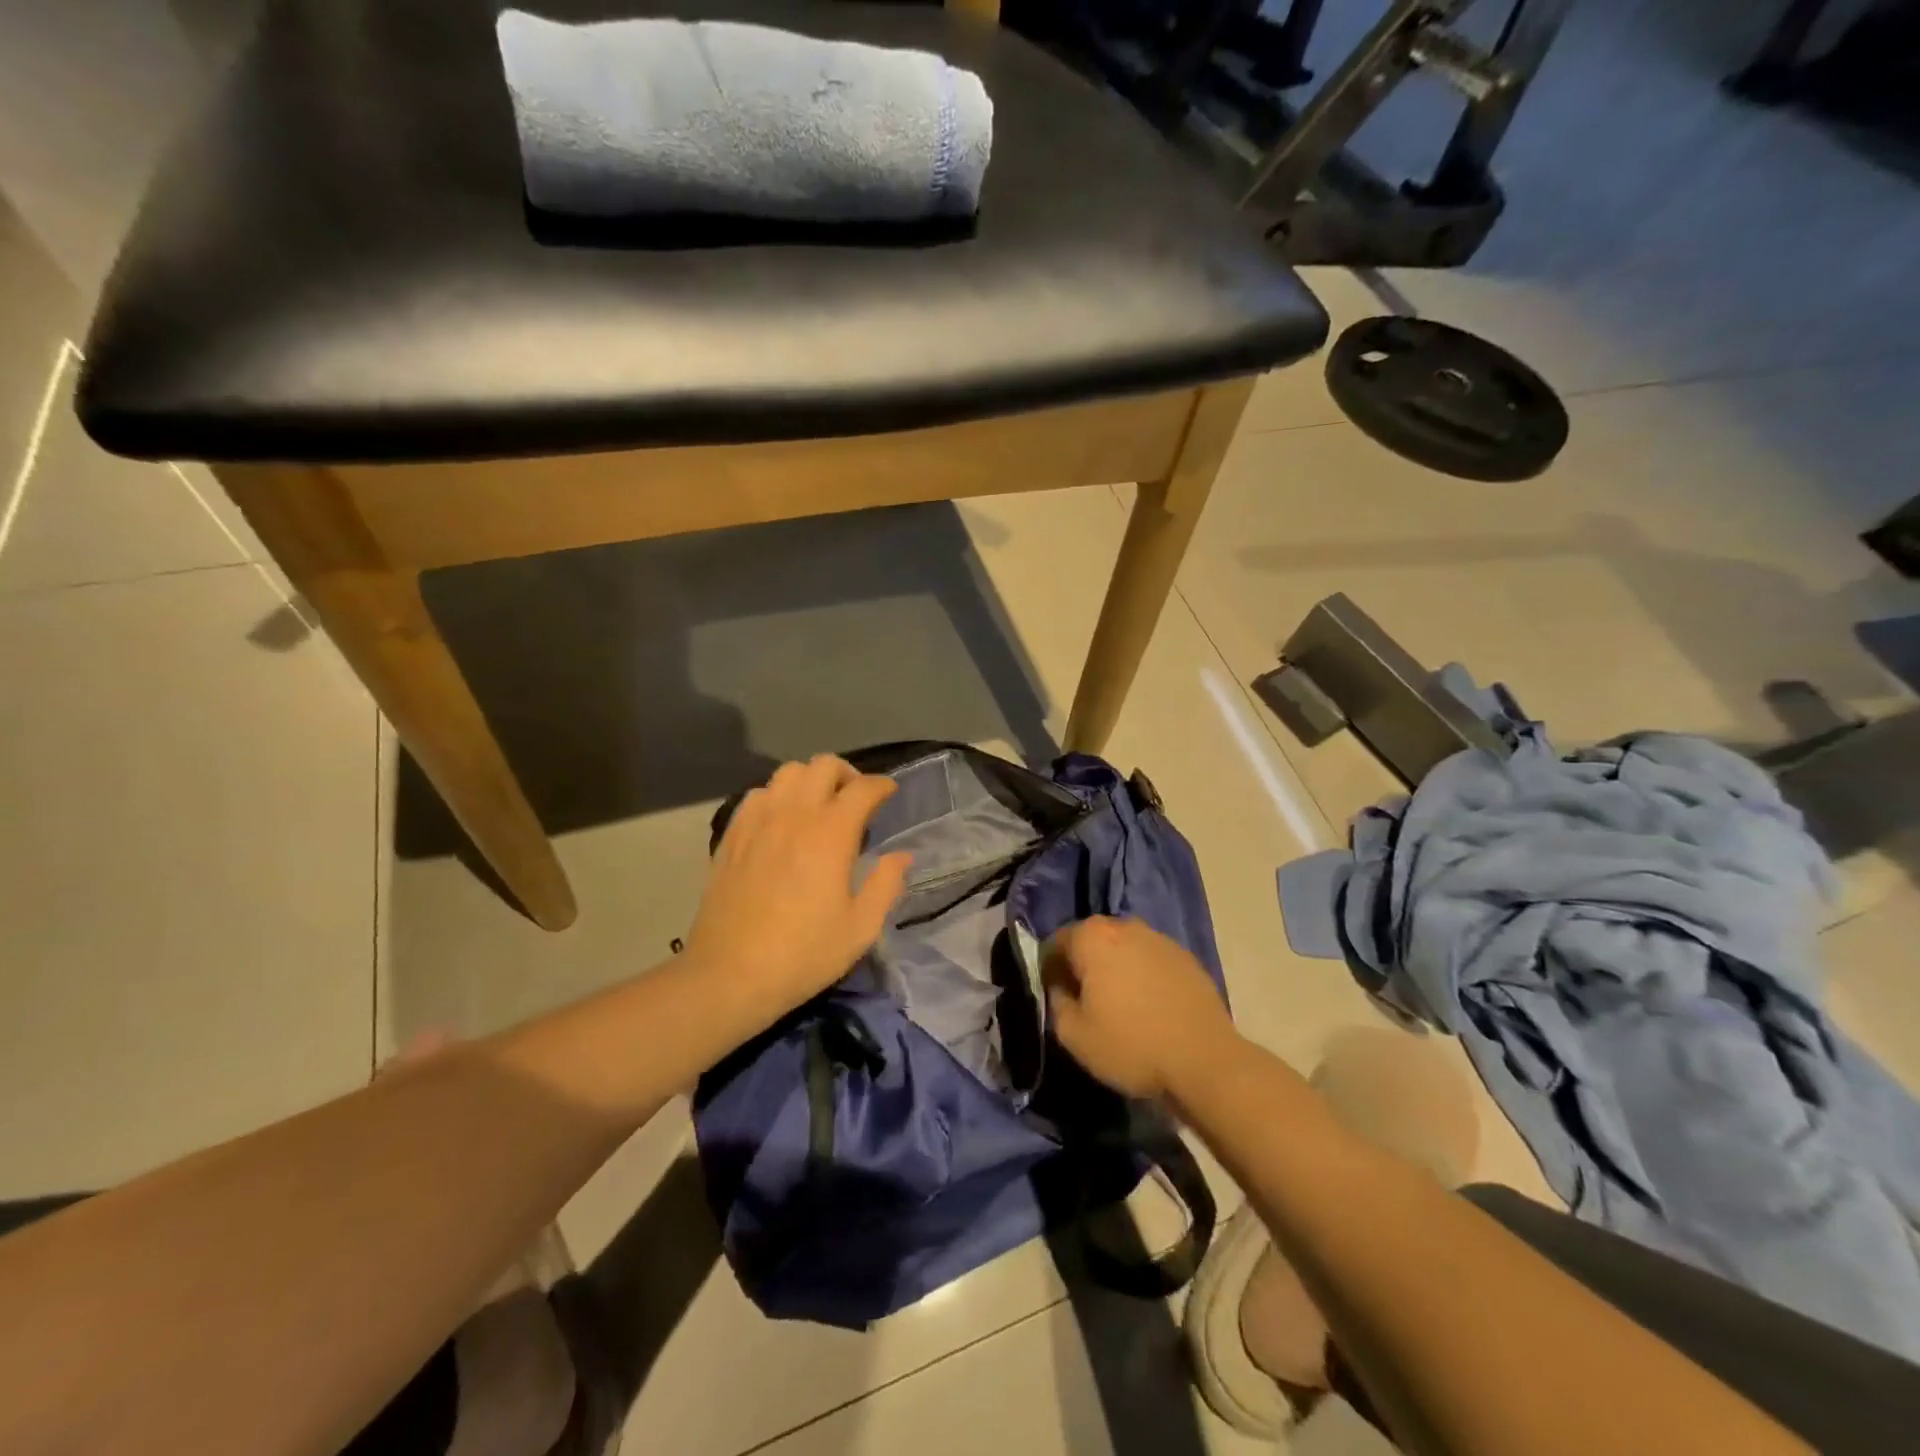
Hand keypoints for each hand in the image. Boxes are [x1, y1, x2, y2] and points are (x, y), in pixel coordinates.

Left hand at [684, 755, 911, 1028]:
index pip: (863, 788)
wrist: (729, 975)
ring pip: (787, 772)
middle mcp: (794, 814)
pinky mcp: (732, 834)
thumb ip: (886, 885)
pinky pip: (758, 794)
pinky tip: (782, 822)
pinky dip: (778, 796)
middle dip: (847, 774)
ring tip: (818, 807)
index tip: (889, 794)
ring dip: (810, 780)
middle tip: (856, 801)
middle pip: (823, 765)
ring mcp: (758, 821)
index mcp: (831, 833)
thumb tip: (901, 856)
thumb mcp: (860, 928)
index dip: (882, 785)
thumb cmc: (803, 954)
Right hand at [1043, 917, 1237, 1100]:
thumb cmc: (1131, 1045)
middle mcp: (1125, 926)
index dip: (1048, 970)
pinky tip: (1148, 1006)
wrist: (1204, 1060)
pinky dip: (1142, 975)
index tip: (1054, 997)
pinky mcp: (1185, 956)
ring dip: (1114, 968)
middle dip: (1082, 964)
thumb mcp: (1074, 1035)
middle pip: (1090, 940)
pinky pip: (1150, 960)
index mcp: (1092, 937)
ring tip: (1118, 1004)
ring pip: (1122, 948)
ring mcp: (1159, 938)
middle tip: (1083, 1001)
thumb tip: (1060, 988)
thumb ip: (1056, 1002)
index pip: (1055, 942)